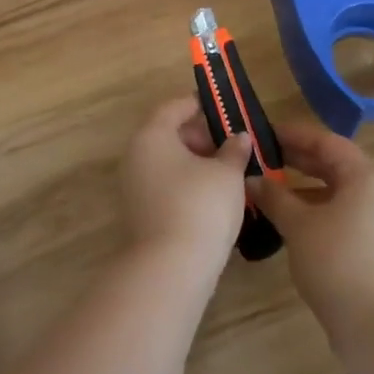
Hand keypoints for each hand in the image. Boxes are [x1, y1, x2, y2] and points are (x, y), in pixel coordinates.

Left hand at [120, 98, 253, 272]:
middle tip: (231, 146)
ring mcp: (134, 188)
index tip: (222, 109)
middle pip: (168, 135)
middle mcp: (136, 157)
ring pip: (168, 163)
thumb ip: (234, 150)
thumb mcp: (227, 173)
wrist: (170, 269)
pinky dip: (187, 185)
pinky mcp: (141, 214)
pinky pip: (166, 186)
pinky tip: (213, 199)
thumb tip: (239, 137)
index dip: (198, 104)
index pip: (173, 107)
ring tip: (228, 173)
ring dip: (196, 164)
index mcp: (152, 136)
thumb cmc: (200, 206)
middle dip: (201, 137)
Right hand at [247, 122, 373, 340]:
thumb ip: (274, 197)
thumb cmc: (337, 262)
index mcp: (366, 176)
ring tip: (272, 189)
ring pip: (339, 191)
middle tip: (265, 157)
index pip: (326, 142)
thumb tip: (251, 180)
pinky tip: (292, 220)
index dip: (294, 135)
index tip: (265, 132)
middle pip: (335, 165)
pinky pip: (345, 213)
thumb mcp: (298, 225)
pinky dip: (319, 209)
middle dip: (299, 160)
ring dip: (306, 187)